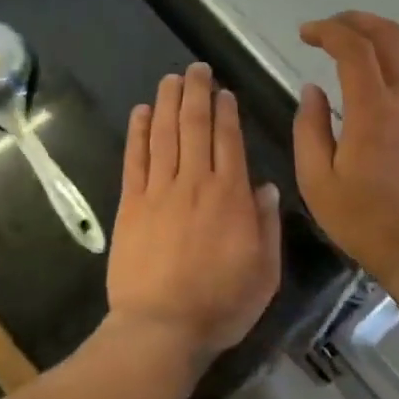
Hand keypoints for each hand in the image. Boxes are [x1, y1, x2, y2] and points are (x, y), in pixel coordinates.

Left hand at [105, 63, 281, 357]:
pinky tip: (141, 111)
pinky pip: (135, 159)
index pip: (228, 140)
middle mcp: (195, 182)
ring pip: (165, 134)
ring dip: (168, 101)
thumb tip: (265, 186)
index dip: (226, 111)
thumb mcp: (265, 272)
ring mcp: (159, 191)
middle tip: (197, 68)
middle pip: (194, 126)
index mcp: (231, 196)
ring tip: (171, 77)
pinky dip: (138, 132)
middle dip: (197, 92)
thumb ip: (267, 225)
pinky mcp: (131, 204)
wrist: (160, 329)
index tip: (224, 91)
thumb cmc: (220, 305)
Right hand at [293, 11, 398, 271]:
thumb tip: (312, 89)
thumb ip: (309, 129)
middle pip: (388, 35)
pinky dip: (396, 57)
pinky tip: (375, 77)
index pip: (354, 47)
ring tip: (353, 43)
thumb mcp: (317, 181)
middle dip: (355, 21)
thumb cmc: (364, 220)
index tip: (305, 34)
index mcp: (372, 110)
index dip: (328, 30)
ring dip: (381, 33)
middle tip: (328, 29)